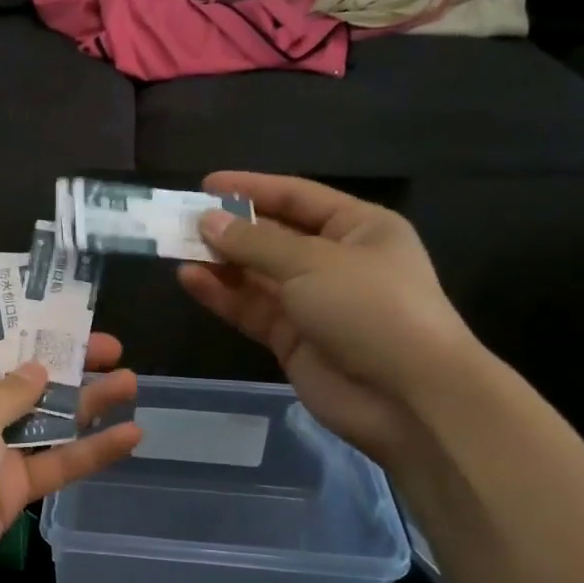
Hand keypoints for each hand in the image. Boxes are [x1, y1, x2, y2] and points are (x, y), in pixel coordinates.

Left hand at [0, 303, 141, 582]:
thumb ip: (10, 390)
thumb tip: (39, 369)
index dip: (16, 307)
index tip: (58, 295)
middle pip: (23, 370)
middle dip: (65, 355)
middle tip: (111, 345)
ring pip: (47, 416)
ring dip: (87, 400)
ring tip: (131, 381)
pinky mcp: (10, 489)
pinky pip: (55, 462)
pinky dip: (91, 451)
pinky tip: (130, 437)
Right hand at [178, 172, 476, 460]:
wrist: (407, 397)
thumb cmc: (370, 308)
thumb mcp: (311, 263)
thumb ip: (254, 242)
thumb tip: (207, 221)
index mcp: (359, 228)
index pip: (297, 196)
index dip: (252, 188)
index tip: (206, 185)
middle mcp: (335, 261)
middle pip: (273, 236)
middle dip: (230, 229)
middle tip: (181, 222)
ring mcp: (313, 303)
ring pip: (257, 275)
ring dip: (220, 262)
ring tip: (176, 249)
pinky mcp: (292, 340)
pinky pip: (251, 309)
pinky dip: (222, 295)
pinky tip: (190, 280)